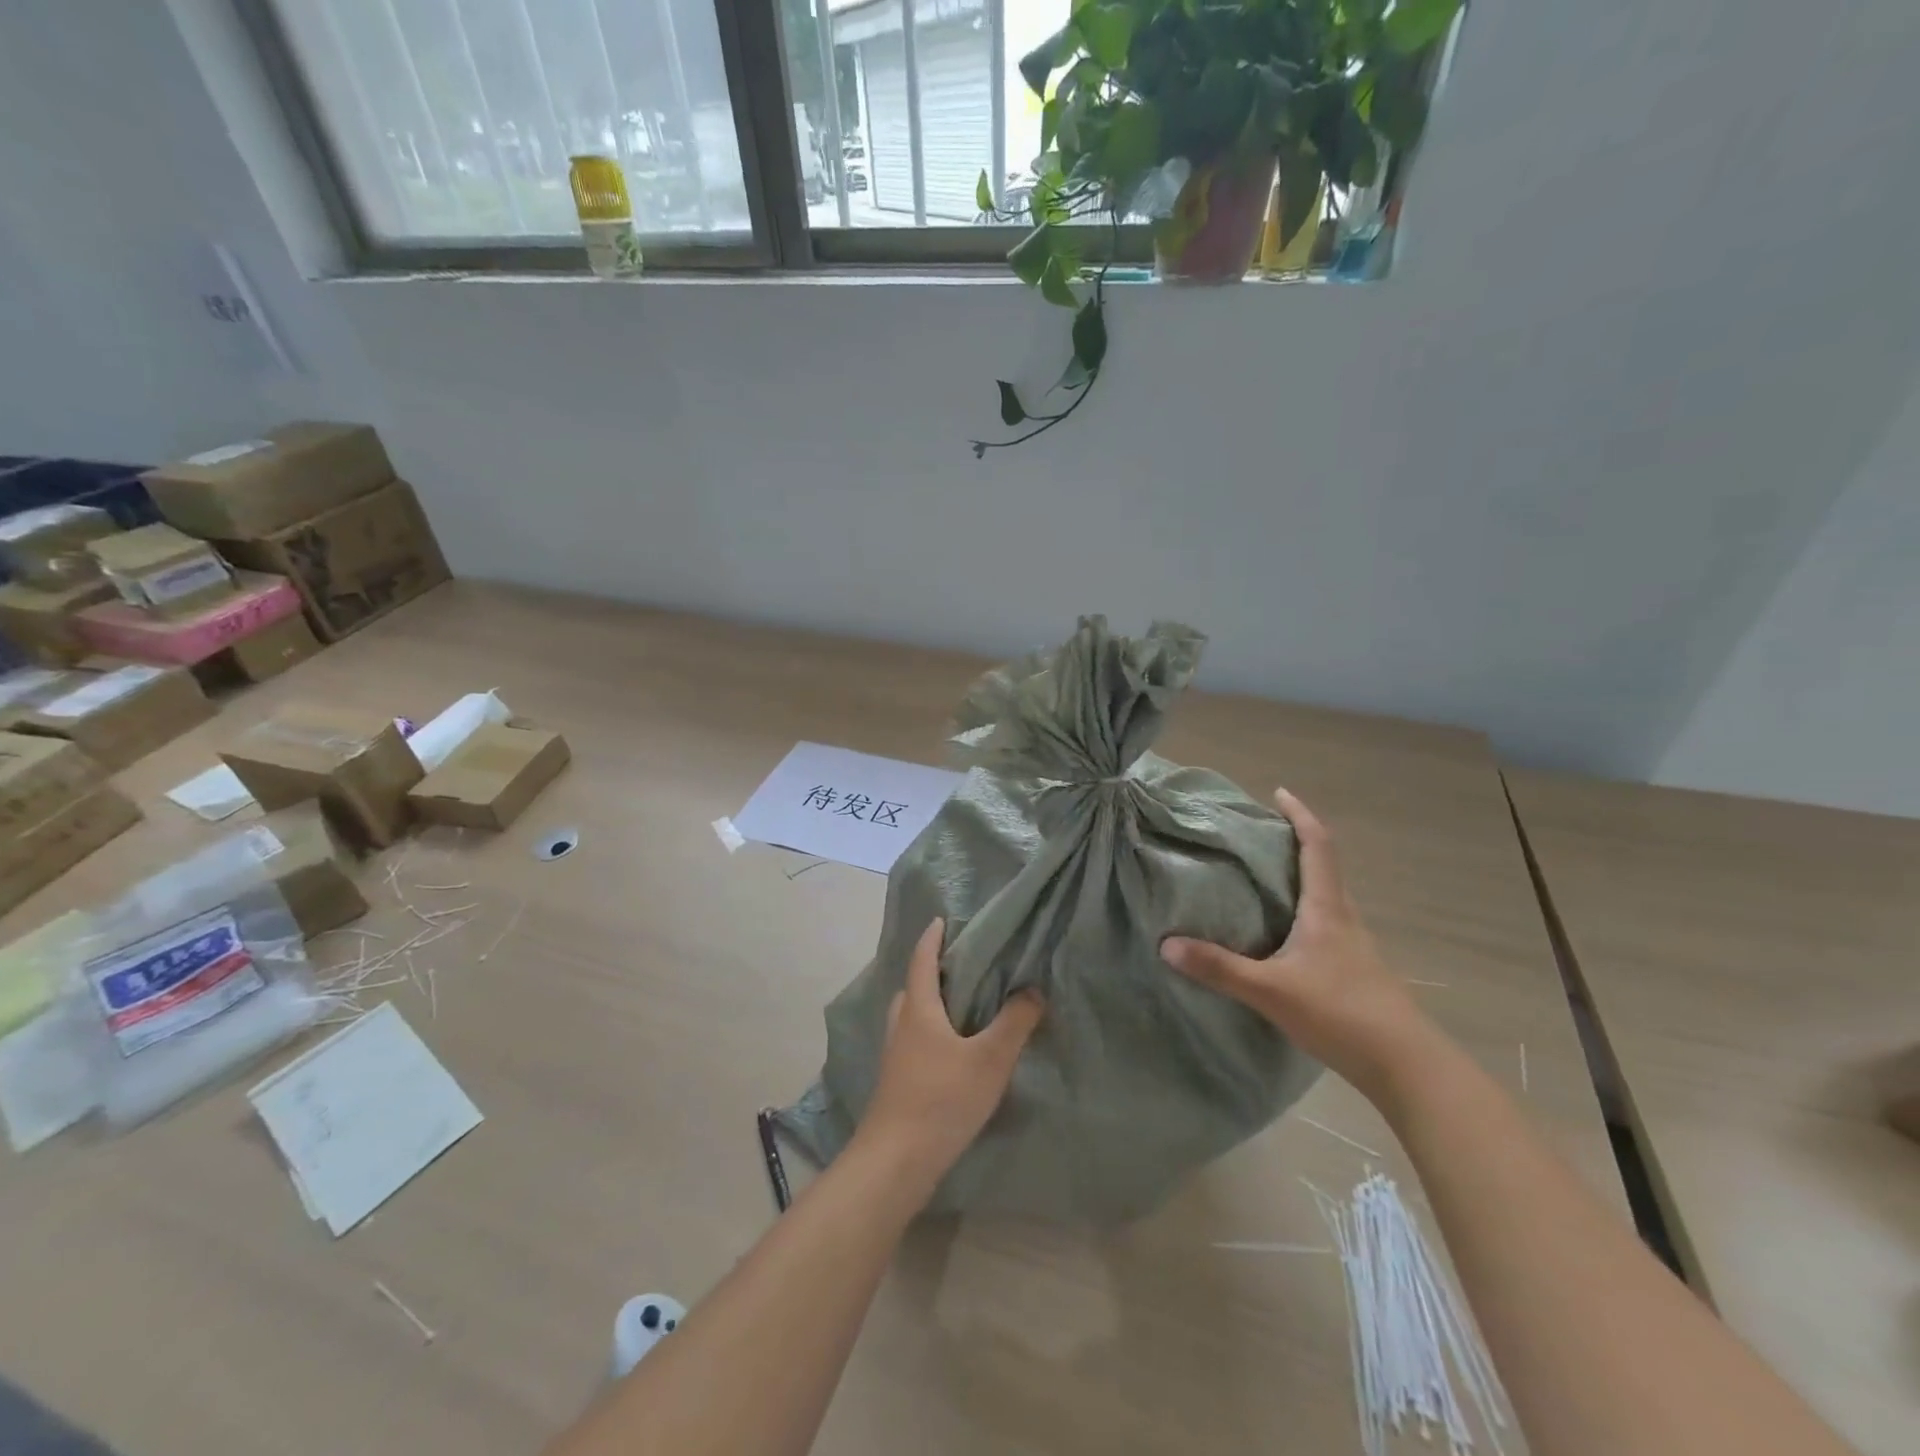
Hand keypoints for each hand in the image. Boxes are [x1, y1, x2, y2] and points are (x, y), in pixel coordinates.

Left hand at [855, 918, 1044, 1193]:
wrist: (895, 1162)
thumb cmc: (942, 1099)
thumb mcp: (989, 1060)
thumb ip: (1014, 1023)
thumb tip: (1033, 990)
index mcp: (919, 1010)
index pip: (922, 961)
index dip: (931, 939)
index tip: (940, 920)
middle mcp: (901, 1026)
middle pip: (912, 989)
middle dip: (930, 972)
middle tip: (958, 967)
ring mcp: (895, 1057)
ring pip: (910, 1018)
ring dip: (928, 1005)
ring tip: (959, 1008)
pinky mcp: (896, 1083)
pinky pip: (912, 1042)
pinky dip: (929, 1033)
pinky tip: (950, 1053)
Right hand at [1160, 788, 1428, 1102]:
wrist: (1406, 1066)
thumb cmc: (1341, 1012)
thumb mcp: (1270, 990)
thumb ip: (1219, 968)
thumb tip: (1166, 945)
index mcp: (1327, 908)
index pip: (1317, 846)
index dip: (1300, 815)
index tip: (1279, 793)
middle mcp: (1343, 917)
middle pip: (1323, 866)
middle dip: (1295, 842)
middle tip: (1257, 835)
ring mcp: (1353, 945)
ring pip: (1325, 896)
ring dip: (1299, 877)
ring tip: (1261, 878)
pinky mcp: (1354, 969)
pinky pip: (1325, 924)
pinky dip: (1302, 911)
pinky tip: (1280, 934)